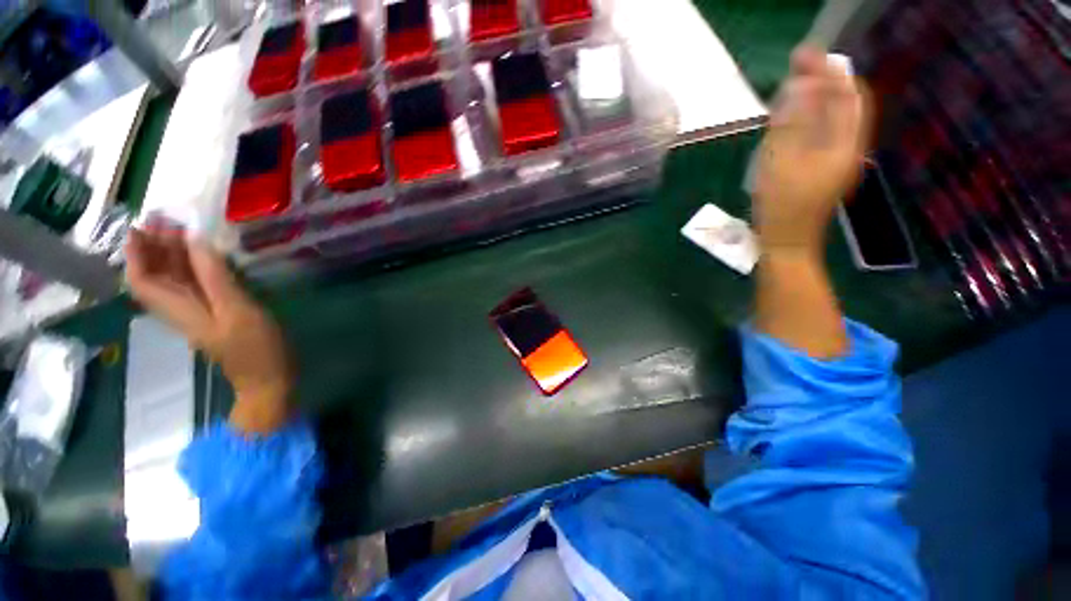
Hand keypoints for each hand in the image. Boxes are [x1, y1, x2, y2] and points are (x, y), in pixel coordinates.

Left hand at [125, 229, 292, 432]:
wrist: (269, 379)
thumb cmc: (255, 347)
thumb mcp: (237, 310)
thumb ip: (214, 277)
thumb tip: (196, 241)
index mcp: (179, 310)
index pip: (141, 281)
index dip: (136, 254)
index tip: (142, 226)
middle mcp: (181, 310)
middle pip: (155, 277)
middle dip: (155, 248)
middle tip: (168, 220)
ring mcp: (199, 314)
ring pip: (174, 281)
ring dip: (174, 256)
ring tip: (185, 231)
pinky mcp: (216, 316)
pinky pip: (195, 287)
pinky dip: (195, 269)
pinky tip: (208, 258)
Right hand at [754, 47, 868, 257]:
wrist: (787, 243)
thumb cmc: (781, 207)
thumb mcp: (781, 162)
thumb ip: (791, 123)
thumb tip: (799, 86)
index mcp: (845, 144)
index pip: (846, 95)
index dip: (828, 71)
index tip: (804, 55)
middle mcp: (849, 147)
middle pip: (843, 104)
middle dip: (824, 80)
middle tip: (797, 65)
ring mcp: (837, 160)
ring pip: (834, 118)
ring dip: (818, 97)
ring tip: (794, 85)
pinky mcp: (823, 170)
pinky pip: (823, 134)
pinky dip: (811, 118)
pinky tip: (794, 117)